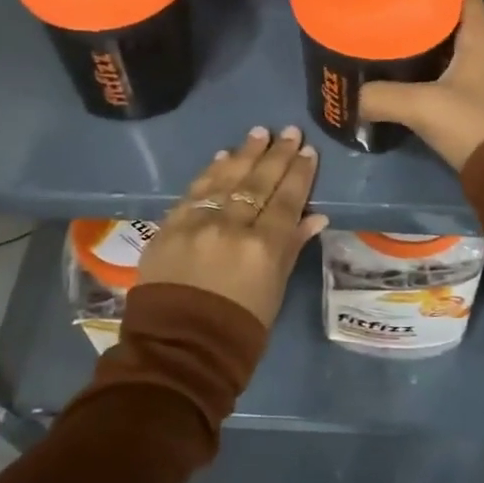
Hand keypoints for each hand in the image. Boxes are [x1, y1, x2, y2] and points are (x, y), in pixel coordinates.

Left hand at [136, 126, 327, 327]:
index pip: (286, 200)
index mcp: (263, 248)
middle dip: (277, 155)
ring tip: (259, 133)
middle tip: (289, 131)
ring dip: (245, 154)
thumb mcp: (274, 291)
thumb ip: (291, 248)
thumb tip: (314, 217)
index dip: (299, 174)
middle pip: (258, 182)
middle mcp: (231, 227)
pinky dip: (210, 172)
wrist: (178, 351)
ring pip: (225, 179)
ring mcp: (197, 224)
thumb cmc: (239, 330)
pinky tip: (222, 156)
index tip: (308, 151)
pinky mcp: (169, 227)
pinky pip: (194, 191)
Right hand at [359, 0, 483, 171]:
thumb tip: (353, 98)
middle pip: (453, 19)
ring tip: (389, 41)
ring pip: (452, 47)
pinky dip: (432, 70)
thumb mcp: (421, 106)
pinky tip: (406, 76)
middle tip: (387, 13)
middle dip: (422, 14)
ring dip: (426, 44)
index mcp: (481, 37)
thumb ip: (382, 97)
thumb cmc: (471, 122)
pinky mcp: (481, 99)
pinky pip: (453, 72)